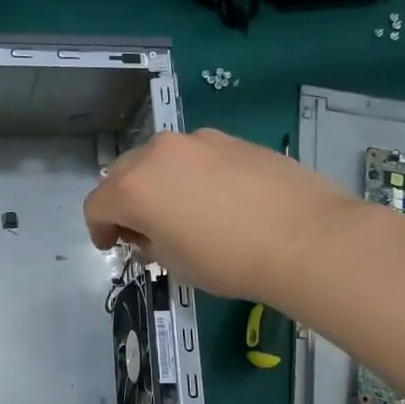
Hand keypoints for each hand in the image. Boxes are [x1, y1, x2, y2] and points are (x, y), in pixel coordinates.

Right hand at [83, 128, 360, 301]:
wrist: (308, 238)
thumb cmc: (229, 261)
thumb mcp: (175, 264)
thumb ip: (149, 243)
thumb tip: (150, 234)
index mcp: (134, 188)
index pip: (96, 205)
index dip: (99, 229)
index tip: (113, 246)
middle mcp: (158, 154)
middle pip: (122, 174)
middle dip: (124, 202)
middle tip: (142, 231)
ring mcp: (197, 140)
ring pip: (159, 160)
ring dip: (156, 184)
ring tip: (181, 212)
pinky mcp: (230, 139)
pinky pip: (194, 156)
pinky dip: (190, 174)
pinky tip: (217, 200)